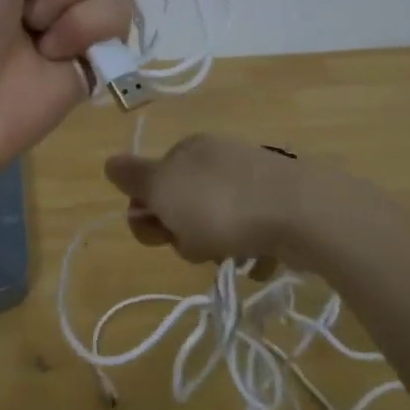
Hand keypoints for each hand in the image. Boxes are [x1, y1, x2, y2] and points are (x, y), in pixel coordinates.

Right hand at [103, 134, 304, 263]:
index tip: (165, 230)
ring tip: (233, 253)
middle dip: (184, 234)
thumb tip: (109, 162)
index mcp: (187, 150)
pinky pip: (250, 233)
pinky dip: (250, 250)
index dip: (150, 216)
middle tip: (201, 242)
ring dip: (216, 246)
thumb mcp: (163, 188)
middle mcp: (218, 158)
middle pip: (182, 207)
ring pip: (215, 223)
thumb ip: (133, 177)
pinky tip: (258, 259)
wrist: (301, 212)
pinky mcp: (280, 204)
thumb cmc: (220, 203)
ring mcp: (252, 179)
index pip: (150, 186)